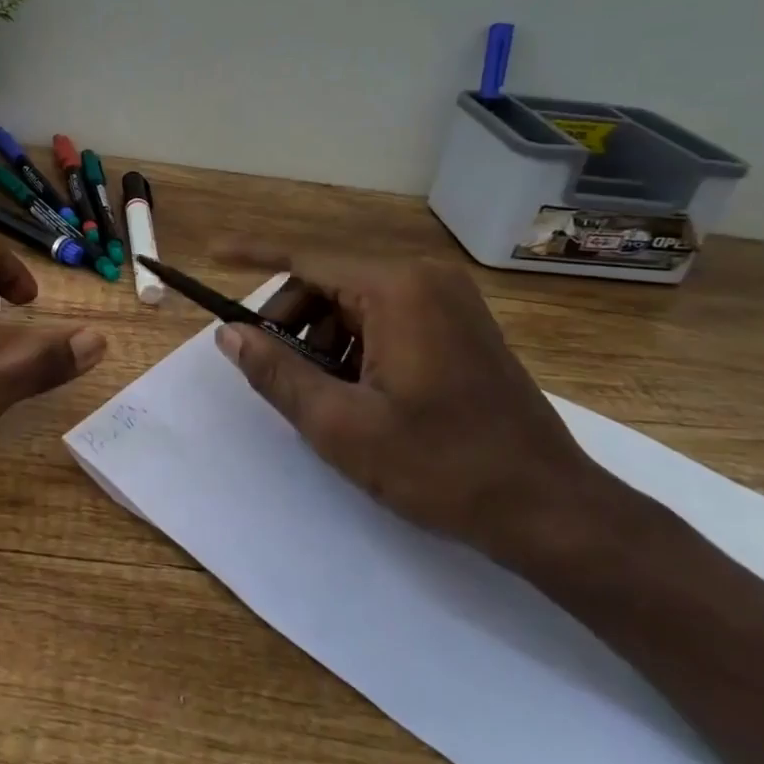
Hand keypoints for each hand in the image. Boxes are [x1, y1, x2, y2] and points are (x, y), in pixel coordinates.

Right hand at [214, 244, 623, 567]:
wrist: (550, 509)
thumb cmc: (442, 466)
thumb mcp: (340, 425)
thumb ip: (276, 373)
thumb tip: (228, 334)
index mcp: (397, 289)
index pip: (305, 259)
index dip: (253, 256)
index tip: (212, 254)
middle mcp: (424, 279)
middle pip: (328, 282)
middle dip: (291, 322)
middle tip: (272, 373)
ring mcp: (448, 301)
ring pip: (354, 303)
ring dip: (323, 341)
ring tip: (323, 398)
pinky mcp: (459, 326)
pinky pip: (385, 319)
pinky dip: (355, 347)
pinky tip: (358, 396)